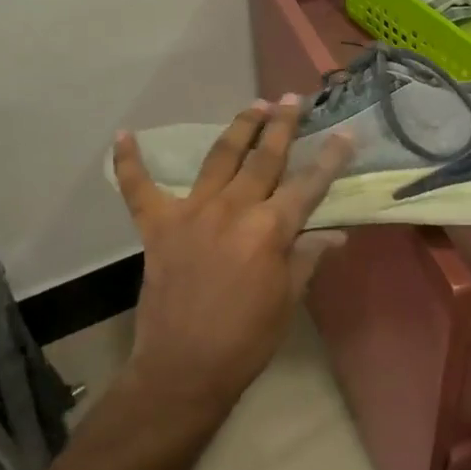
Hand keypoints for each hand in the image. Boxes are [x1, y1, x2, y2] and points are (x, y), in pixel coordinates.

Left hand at [112, 97, 352, 416]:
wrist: (184, 370)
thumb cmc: (247, 338)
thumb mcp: (289, 298)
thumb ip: (308, 256)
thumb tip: (336, 233)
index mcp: (270, 229)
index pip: (309, 184)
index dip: (331, 158)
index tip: (346, 134)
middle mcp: (233, 210)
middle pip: (264, 158)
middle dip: (282, 125)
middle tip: (293, 99)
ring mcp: (192, 213)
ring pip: (218, 157)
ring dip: (239, 128)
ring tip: (254, 105)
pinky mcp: (158, 227)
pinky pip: (139, 189)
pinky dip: (130, 162)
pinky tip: (125, 135)